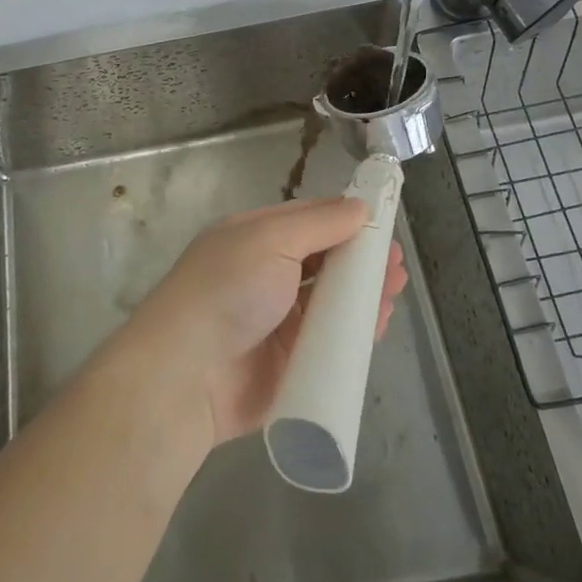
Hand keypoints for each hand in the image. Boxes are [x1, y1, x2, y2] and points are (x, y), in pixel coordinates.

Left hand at [123, 198, 407, 446]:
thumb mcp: (270, 239)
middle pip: (321, 262)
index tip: (382, 219)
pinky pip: (329, 343)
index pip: (306, 221)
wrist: (186, 375)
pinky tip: (379, 322)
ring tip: (395, 285)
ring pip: (329, 302)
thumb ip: (318, 223)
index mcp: (252, 239)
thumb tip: (359, 206)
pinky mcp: (288, 365)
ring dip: (362, 293)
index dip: (343, 219)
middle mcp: (264, 276)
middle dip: (359, 259)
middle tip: (395, 261)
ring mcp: (276, 322)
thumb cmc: (227, 290)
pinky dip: (354, 333)